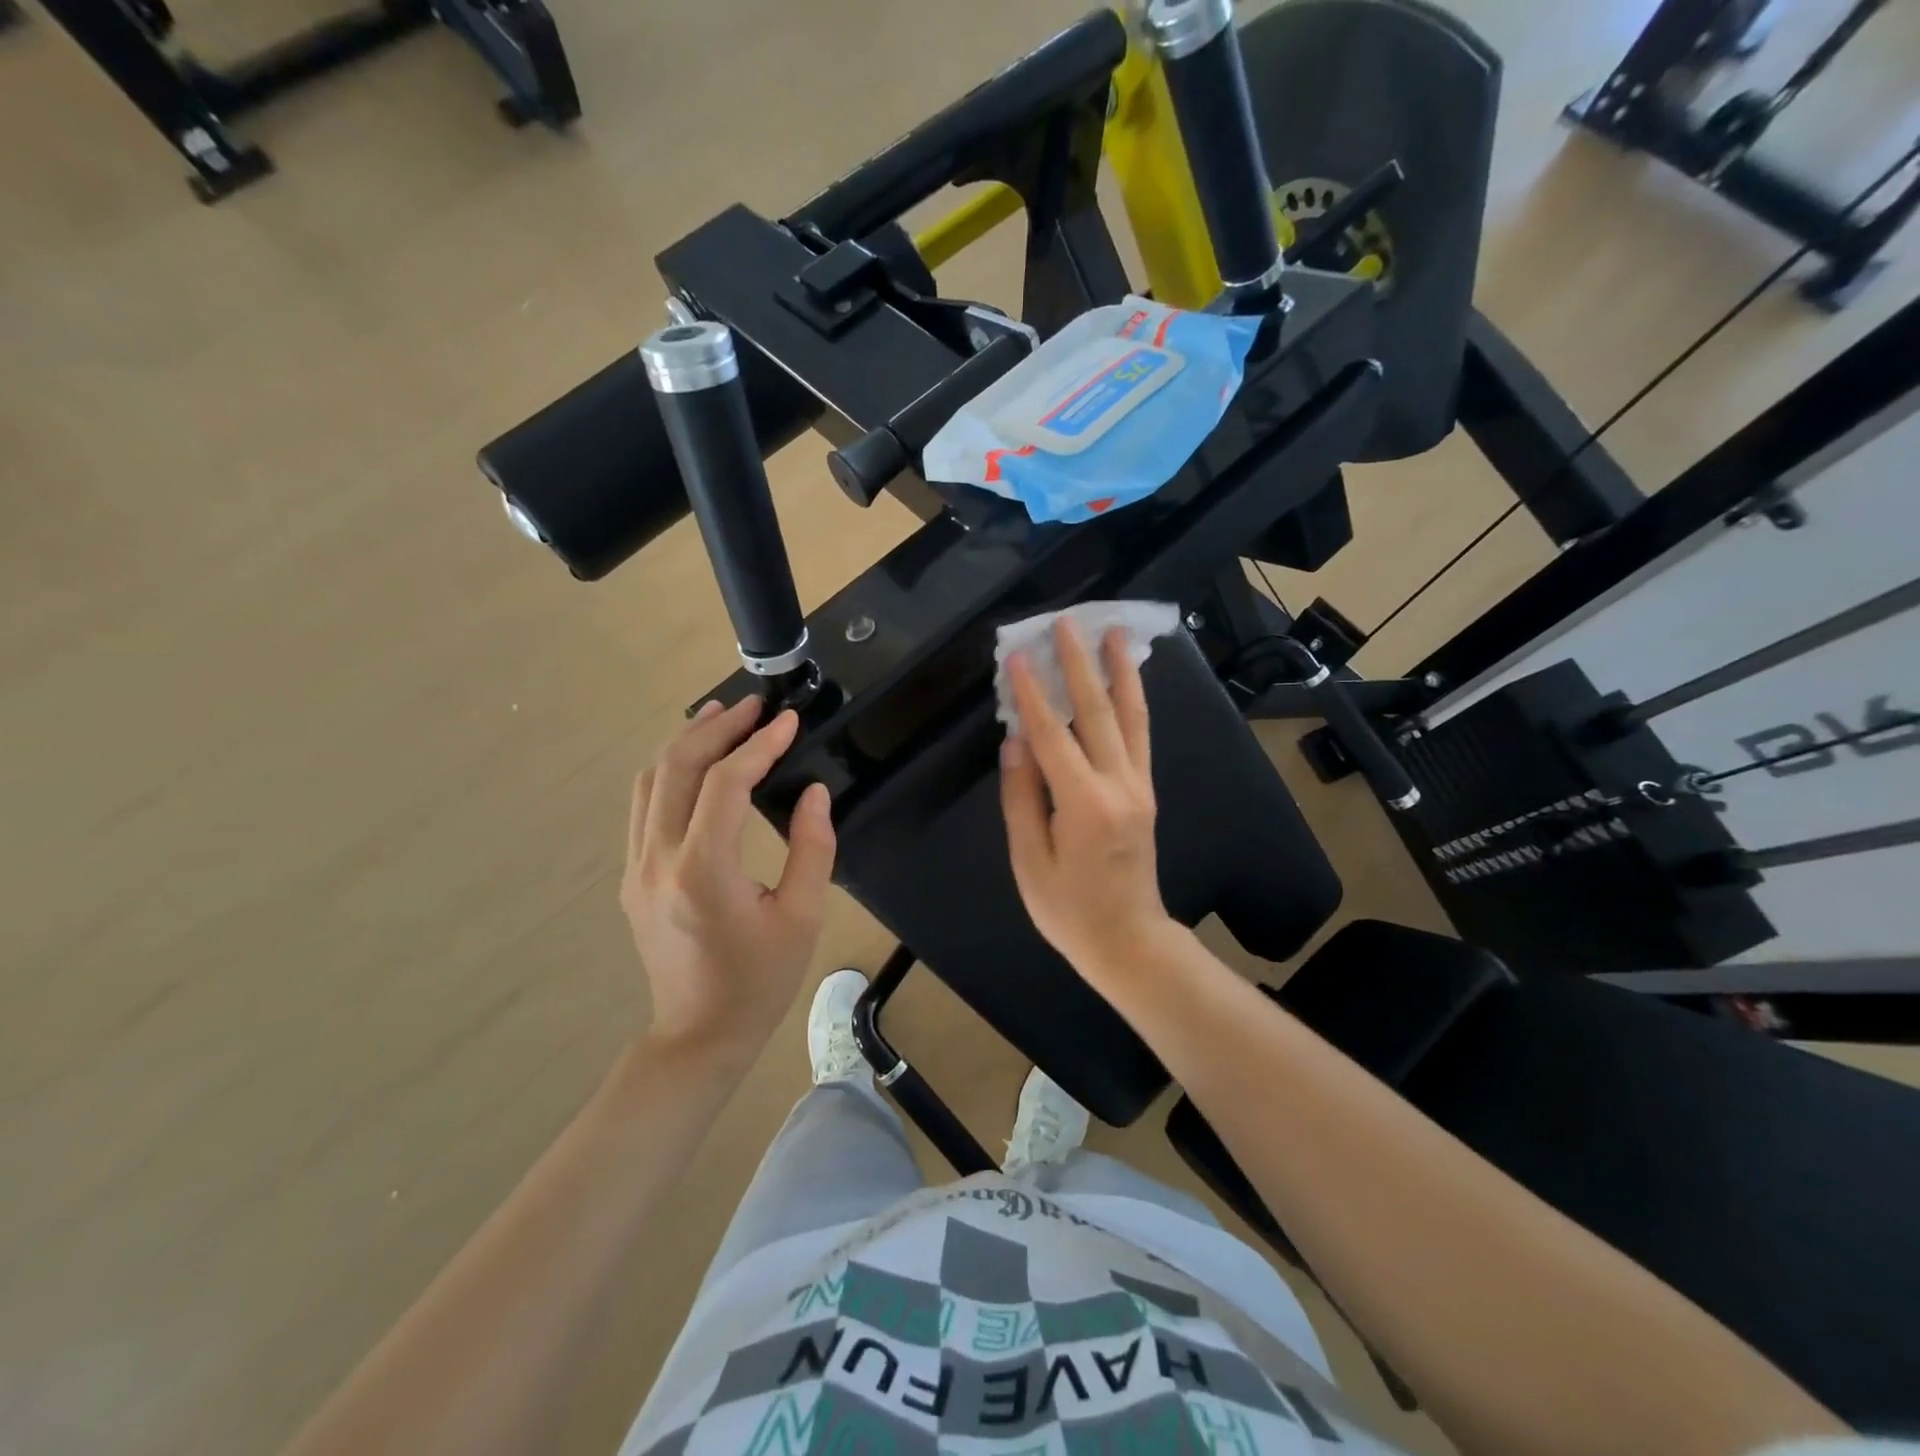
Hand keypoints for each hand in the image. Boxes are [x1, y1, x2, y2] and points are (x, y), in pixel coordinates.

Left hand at [622, 697, 836, 1057]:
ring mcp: (636, 867)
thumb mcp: (802, 918)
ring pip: (650, 781)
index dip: (758, 746)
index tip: (789, 723)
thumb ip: (813, 848)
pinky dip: (670, 770)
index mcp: (703, 872)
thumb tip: (814, 792)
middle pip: (676, 768)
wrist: (698, 1035)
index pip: (725, 785)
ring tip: (720, 715)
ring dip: (685, 741)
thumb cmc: (759, 982)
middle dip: (716, 728)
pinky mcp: (632, 875)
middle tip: (753, 706)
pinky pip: (644, 805)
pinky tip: (694, 760)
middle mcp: (658, 860)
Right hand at [999, 620, 1175, 989]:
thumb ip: (1022, 798)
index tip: (1020, 657)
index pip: (1052, 737)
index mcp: (1084, 805)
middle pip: (1096, 712)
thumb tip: (1016, 742)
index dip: (1033, 695)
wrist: (1129, 940)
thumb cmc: (1069, 910)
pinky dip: (1134, 701)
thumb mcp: (1030, 862)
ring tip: (1112, 632)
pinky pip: (1141, 735)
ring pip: (1130, 716)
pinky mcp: (1146, 791)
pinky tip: (1127, 678)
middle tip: (1067, 623)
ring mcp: (1139, 785)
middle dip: (1079, 664)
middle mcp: (1119, 785)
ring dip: (1118, 670)